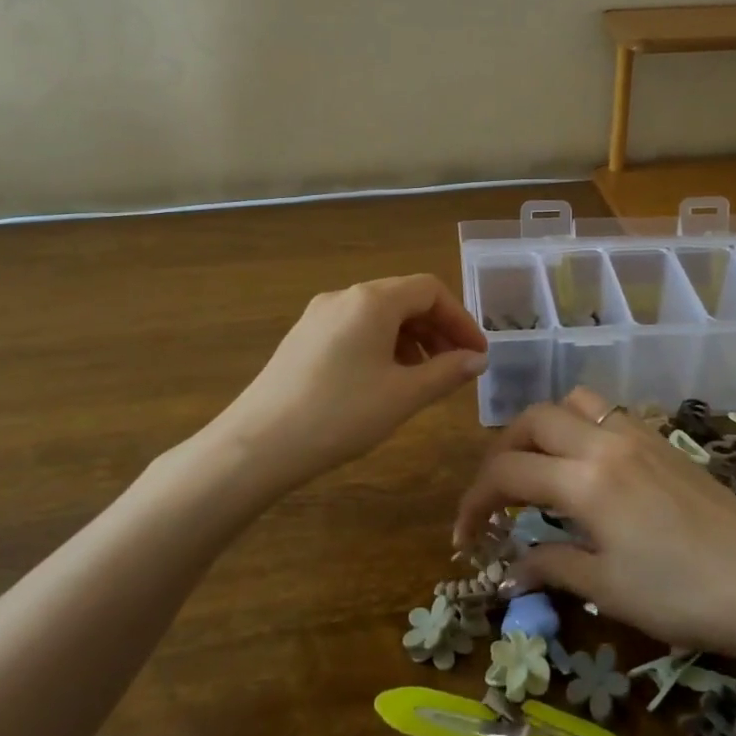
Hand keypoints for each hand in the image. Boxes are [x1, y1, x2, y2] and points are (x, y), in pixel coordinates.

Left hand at [213, 275, 486, 488]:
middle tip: (456, 366)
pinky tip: (384, 381)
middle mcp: (344, 297)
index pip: (430, 291)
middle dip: (437, 329)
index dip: (461, 319)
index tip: (477, 354)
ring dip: (411, 339)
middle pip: (404, 299)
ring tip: (423, 377)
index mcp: (372, 301)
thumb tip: (476, 359)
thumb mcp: (403, 395)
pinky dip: (382, 346)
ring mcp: (318, 316)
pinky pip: (355, 329)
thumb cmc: (340, 415)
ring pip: (378, 315)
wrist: (258, 445)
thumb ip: (446, 372)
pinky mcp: (302, 338)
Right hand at [454, 387, 735, 673]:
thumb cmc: (682, 596)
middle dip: (503, 452)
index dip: (475, 501)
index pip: (507, 472)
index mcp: (584, 479)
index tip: (465, 534)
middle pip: (533, 420)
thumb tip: (510, 568)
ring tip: (540, 467)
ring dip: (544, 427)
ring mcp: (639, 434)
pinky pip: (608, 413)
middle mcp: (605, 442)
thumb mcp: (607, 588)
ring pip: (574, 403)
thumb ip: (551, 565)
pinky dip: (581, 427)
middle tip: (497, 493)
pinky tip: (589, 467)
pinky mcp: (664, 441)